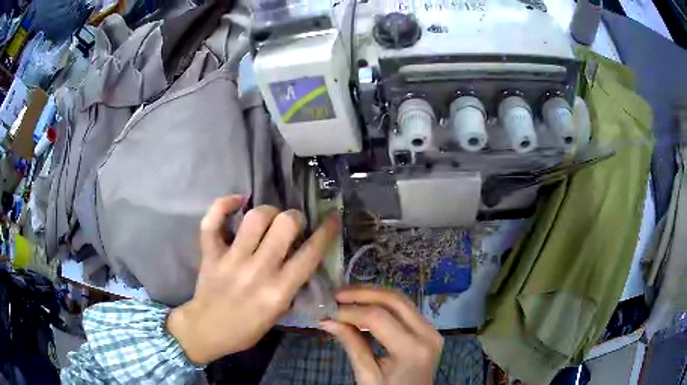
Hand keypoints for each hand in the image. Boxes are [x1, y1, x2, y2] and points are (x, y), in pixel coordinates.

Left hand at [167, 196, 339, 364]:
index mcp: (279, 291)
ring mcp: (231, 259)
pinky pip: (213, 221)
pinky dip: (224, 205)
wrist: (207, 330)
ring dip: (268, 211)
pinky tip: (237, 201)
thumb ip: (291, 284)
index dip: (326, 231)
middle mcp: (258, 271)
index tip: (332, 218)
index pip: (311, 254)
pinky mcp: (210, 253)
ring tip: (269, 217)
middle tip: (292, 224)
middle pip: (285, 225)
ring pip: (255, 218)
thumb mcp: (279, 313)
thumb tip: (300, 255)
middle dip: (295, 218)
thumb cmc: (247, 328)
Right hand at [320, 288, 442, 384]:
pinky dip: (383, 305)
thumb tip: (327, 320)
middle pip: (394, 300)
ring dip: (373, 296)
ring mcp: (431, 330)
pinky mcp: (429, 331)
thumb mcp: (367, 375)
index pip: (378, 318)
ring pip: (401, 301)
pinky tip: (364, 306)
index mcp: (412, 349)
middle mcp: (427, 333)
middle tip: (336, 295)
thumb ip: (351, 344)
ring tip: (346, 298)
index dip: (350, 311)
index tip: (327, 310)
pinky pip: (405, 310)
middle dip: (362, 294)